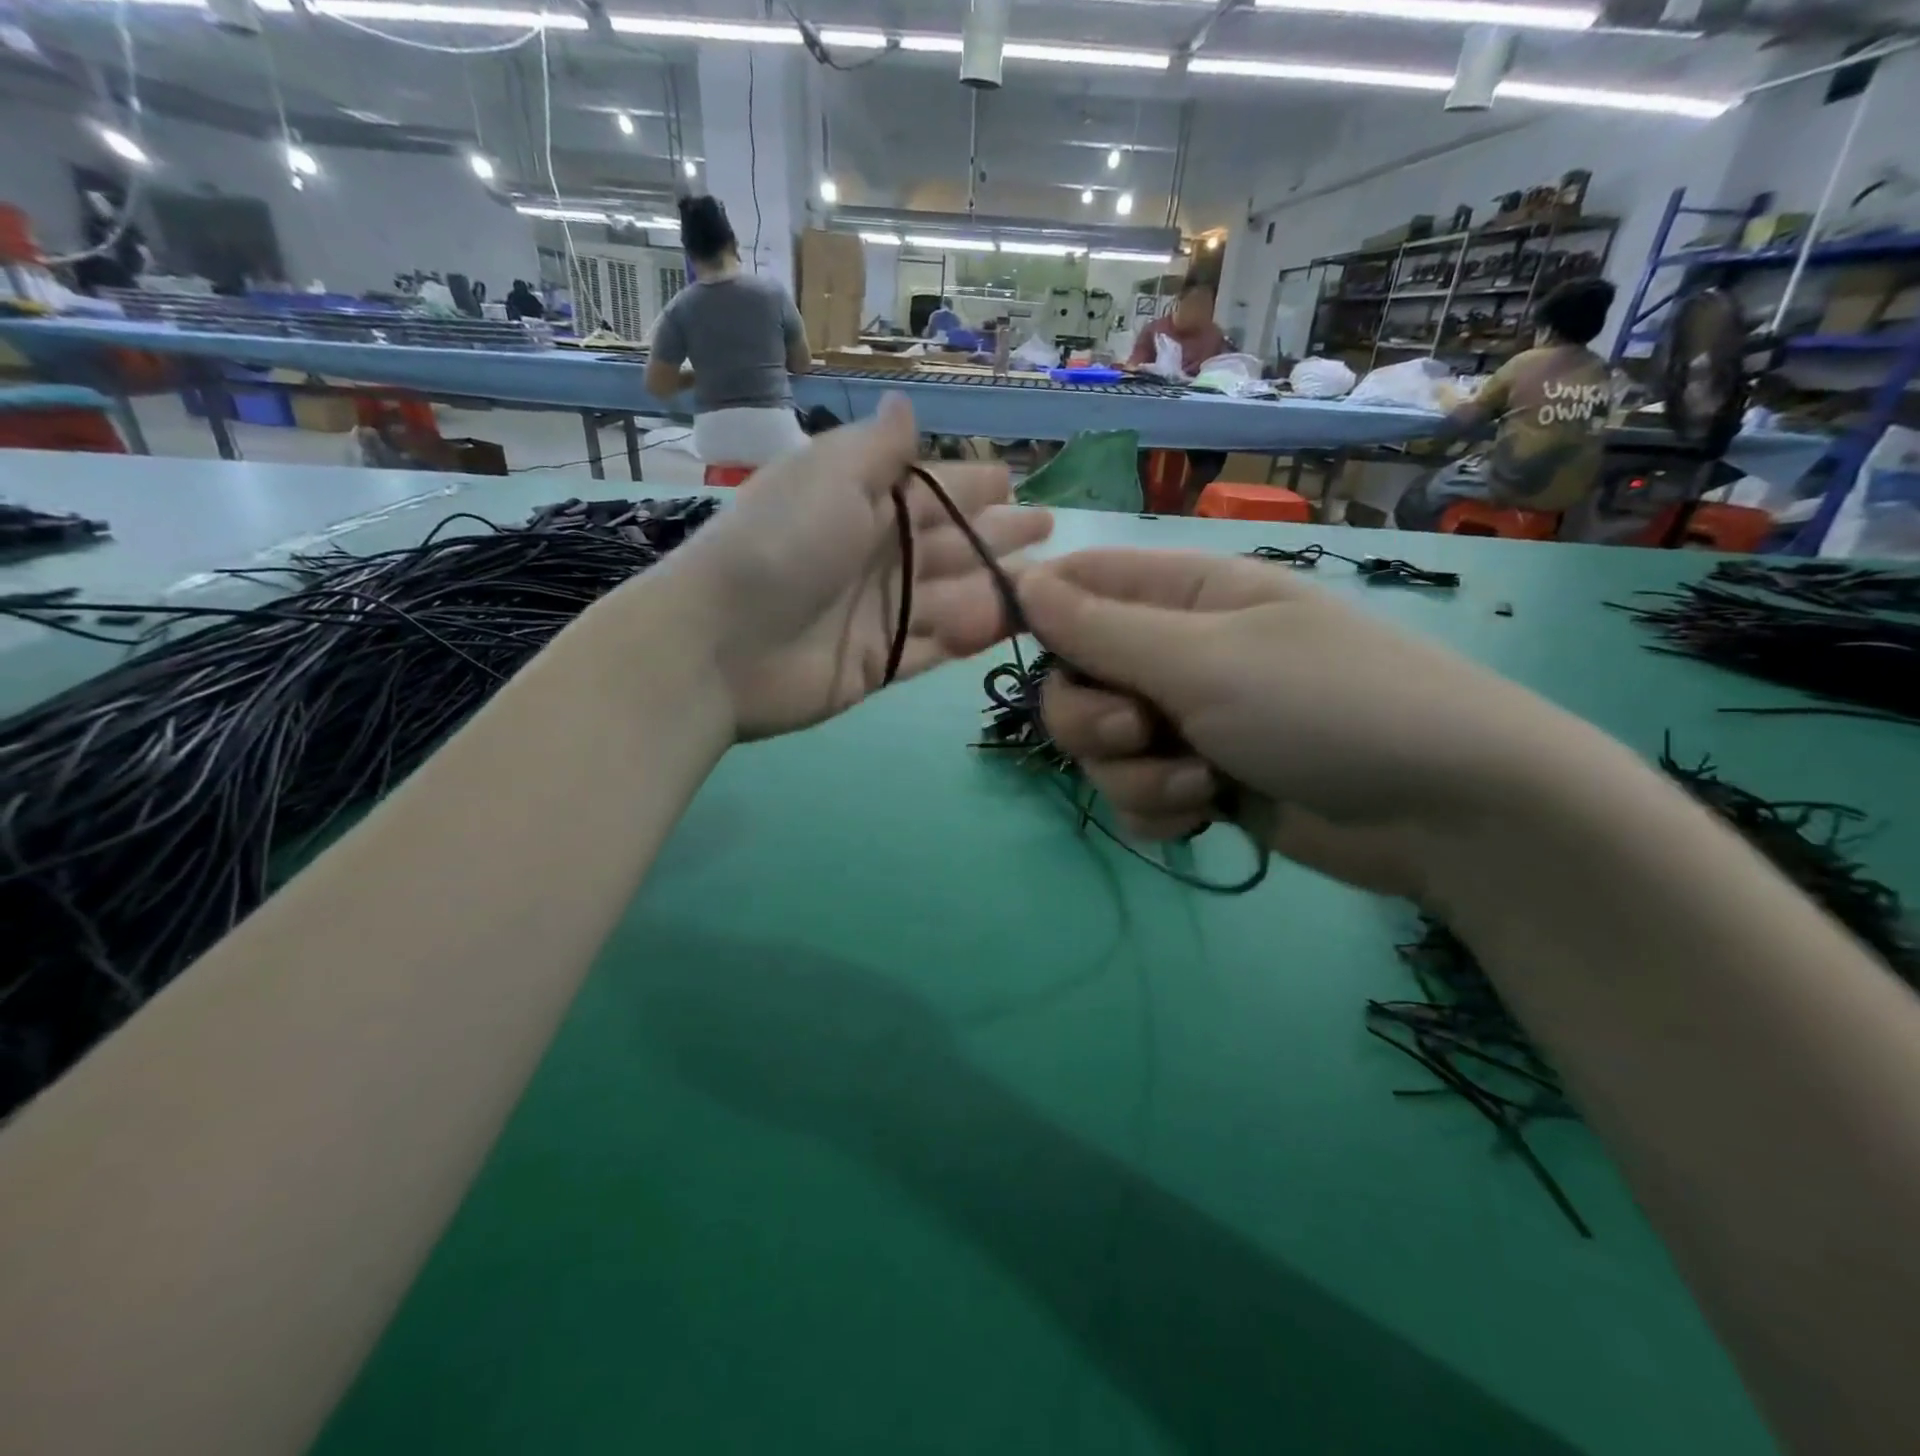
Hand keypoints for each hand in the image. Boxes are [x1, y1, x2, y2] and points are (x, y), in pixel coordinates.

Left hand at [665, 394, 1051, 738]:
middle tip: (1046, 529)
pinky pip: (935, 648)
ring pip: (951, 597)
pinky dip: (968, 637)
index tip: (1011, 483)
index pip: (929, 490)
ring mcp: (878, 613)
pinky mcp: (878, 662)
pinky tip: (1008, 625)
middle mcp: (874, 555)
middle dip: (996, 536)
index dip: (970, 486)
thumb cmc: (781, 545)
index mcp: (860, 503)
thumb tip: (906, 407)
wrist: (721, 644)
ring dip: (996, 587)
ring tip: (1049, 584)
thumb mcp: (831, 477)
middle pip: (949, 544)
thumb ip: (877, 450)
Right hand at [1020, 549, 1587, 900]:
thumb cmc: (1327, 706)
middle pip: (1074, 679)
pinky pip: (1135, 795)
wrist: (1446, 814)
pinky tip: (1205, 815)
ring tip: (1197, 784)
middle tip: (1136, 731)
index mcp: (1181, 597)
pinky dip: (1159, 810)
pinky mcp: (1200, 782)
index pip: (1077, 586)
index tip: (1000, 649)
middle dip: (1088, 718)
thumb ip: (1103, 629)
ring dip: (1132, 774)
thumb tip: (1022, 582)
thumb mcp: (1205, 661)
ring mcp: (1187, 721)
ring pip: (1100, 749)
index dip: (1032, 612)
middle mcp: (1175, 654)